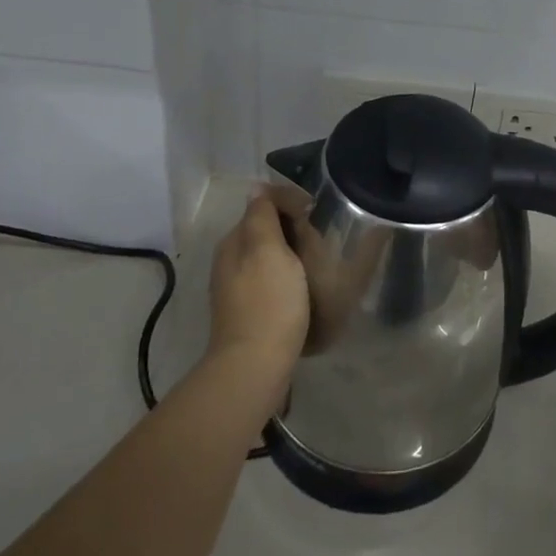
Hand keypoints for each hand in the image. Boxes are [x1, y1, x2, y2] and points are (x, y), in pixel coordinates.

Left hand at [206, 193, 309, 412]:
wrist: (256, 366)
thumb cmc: (268, 302)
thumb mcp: (267, 249)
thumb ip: (262, 216)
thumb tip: (258, 188)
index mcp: (234, 243)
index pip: (262, 205)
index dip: (291, 202)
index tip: (319, 211)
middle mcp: (231, 262)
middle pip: (267, 231)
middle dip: (295, 228)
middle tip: (324, 237)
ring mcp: (239, 290)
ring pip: (271, 257)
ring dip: (295, 253)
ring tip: (321, 260)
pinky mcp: (251, 312)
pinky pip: (274, 280)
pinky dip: (291, 276)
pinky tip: (307, 287)